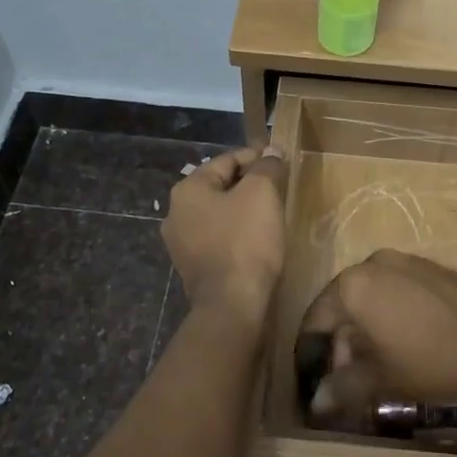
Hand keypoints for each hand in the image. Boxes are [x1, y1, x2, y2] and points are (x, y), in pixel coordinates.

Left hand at [161, 146, 288, 316]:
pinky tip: (256, 238)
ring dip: (242, 209)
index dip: (256, 156)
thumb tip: (271, 151)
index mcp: (187, 189)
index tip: (280, 160)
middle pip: (220, 186)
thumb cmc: (246, 241)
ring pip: (218, 213)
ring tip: (271, 212)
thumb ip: (267, 167)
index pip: (226, 160)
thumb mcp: (262, 194)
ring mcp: (181, 243)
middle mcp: (176, 213)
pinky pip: (218, 238)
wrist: (232, 305)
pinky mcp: (193, 267)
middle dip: (249, 183)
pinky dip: (236, 232)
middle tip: (278, 186)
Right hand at [298, 250, 456, 422]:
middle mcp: (374, 262)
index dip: (313, 351)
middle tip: (351, 374)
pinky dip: (395, 309)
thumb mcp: (382, 380)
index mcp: (352, 286)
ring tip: (382, 358)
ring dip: (369, 323)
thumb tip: (316, 401)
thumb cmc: (431, 362)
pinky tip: (412, 338)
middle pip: (344, 302)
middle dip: (343, 338)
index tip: (318, 378)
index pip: (317, 318)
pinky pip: (400, 287)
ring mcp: (407, 260)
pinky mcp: (434, 266)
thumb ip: (343, 386)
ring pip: (373, 292)